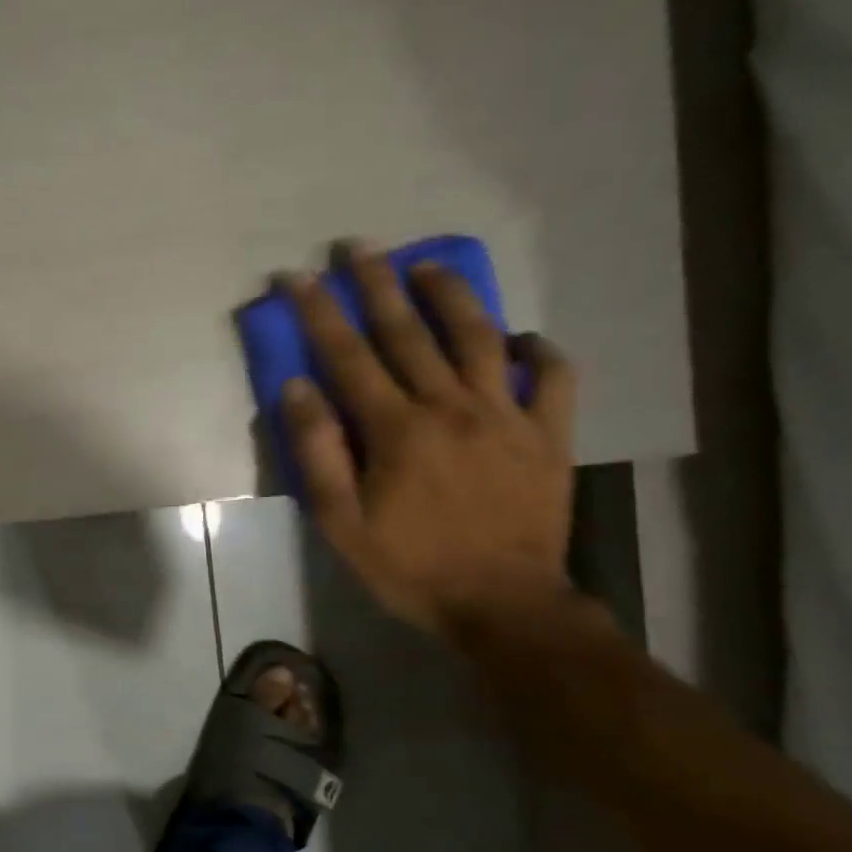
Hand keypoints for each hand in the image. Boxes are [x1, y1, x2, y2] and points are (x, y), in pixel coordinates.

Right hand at [281, 246, 576, 637]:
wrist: (503, 605)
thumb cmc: (408, 565)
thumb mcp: (340, 520)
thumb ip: (317, 452)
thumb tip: (297, 389)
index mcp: (397, 429)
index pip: (348, 355)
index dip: (319, 312)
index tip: (298, 276)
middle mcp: (452, 408)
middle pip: (410, 333)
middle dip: (378, 284)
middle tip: (358, 246)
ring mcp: (508, 417)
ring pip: (481, 339)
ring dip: (452, 297)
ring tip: (429, 265)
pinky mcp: (549, 436)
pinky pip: (554, 380)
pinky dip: (540, 351)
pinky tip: (521, 337)